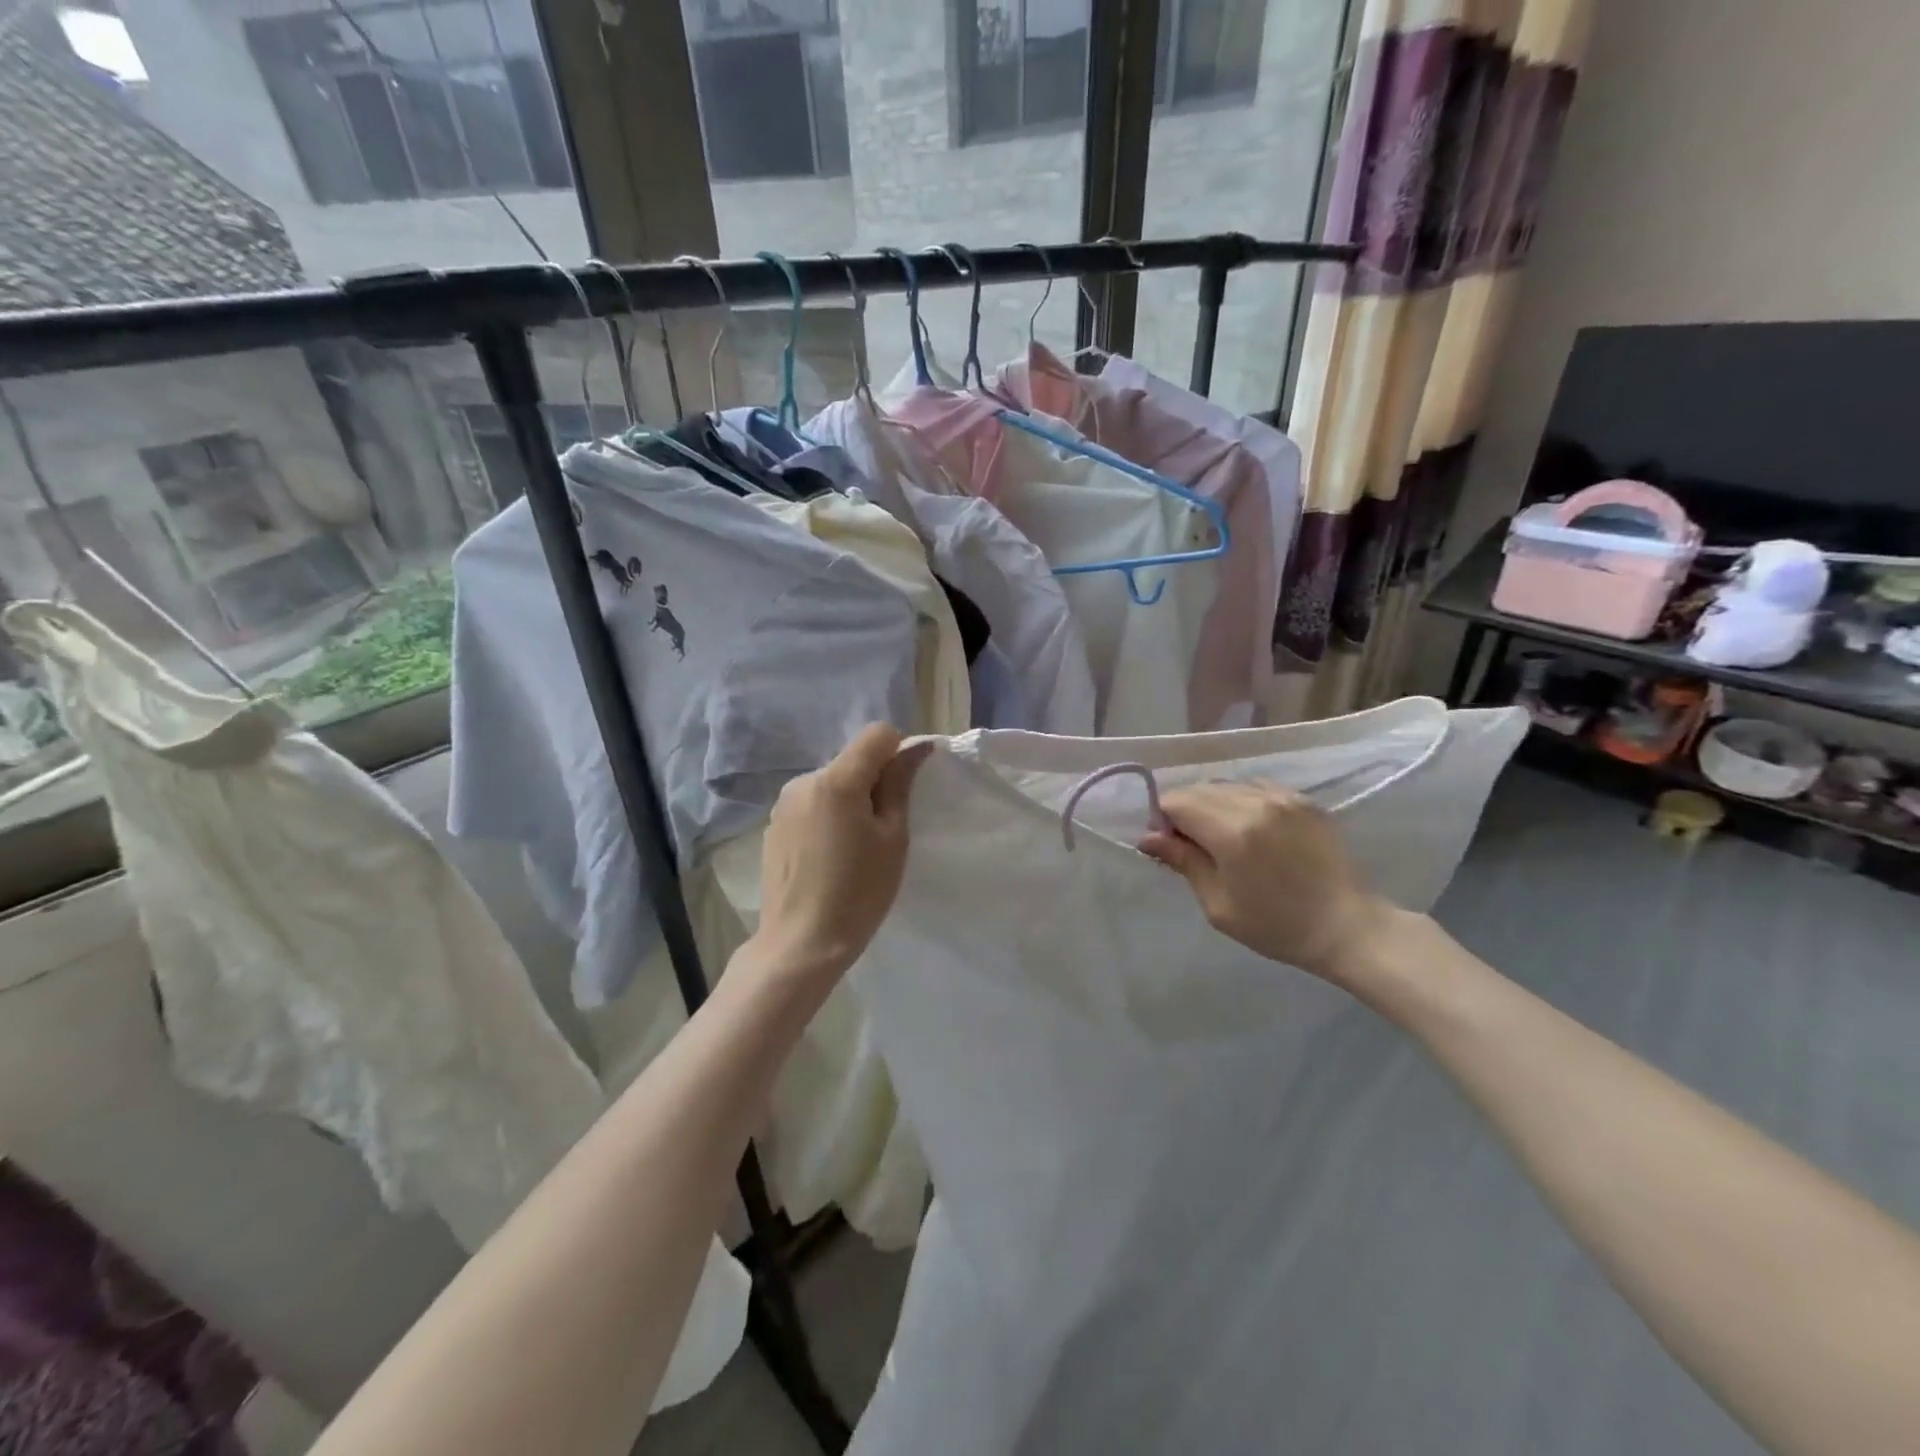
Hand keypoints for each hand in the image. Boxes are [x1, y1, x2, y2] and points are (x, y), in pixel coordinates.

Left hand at [751, 724, 930, 988]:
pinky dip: (827, 817)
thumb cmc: (859, 892)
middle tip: (883, 829)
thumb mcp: (892, 837)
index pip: (877, 734)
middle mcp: (805, 781)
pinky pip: (811, 804)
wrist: (801, 942)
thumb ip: (900, 784)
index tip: (904, 789)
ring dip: (849, 800)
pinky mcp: (773, 825)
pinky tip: (829, 857)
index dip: (898, 752)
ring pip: (831, 783)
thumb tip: (916, 747)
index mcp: (837, 780)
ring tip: (854, 848)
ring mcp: (784, 803)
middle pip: (852, 760)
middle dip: (873, 781)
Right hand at [1139, 782, 1388, 985]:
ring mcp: (1283, 797)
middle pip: (1199, 789)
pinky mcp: (1303, 799)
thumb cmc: (1276, 926)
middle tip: (1192, 845)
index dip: (1163, 820)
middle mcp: (1256, 802)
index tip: (1169, 846)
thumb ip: (1183, 862)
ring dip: (1213, 805)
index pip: (1176, 801)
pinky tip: (1251, 829)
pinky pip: (1256, 787)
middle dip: (1185, 811)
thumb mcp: (1218, 904)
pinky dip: (1241, 801)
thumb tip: (1148, 837)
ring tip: (1223, 838)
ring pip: (1226, 785)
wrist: (1347, 926)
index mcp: (1232, 832)